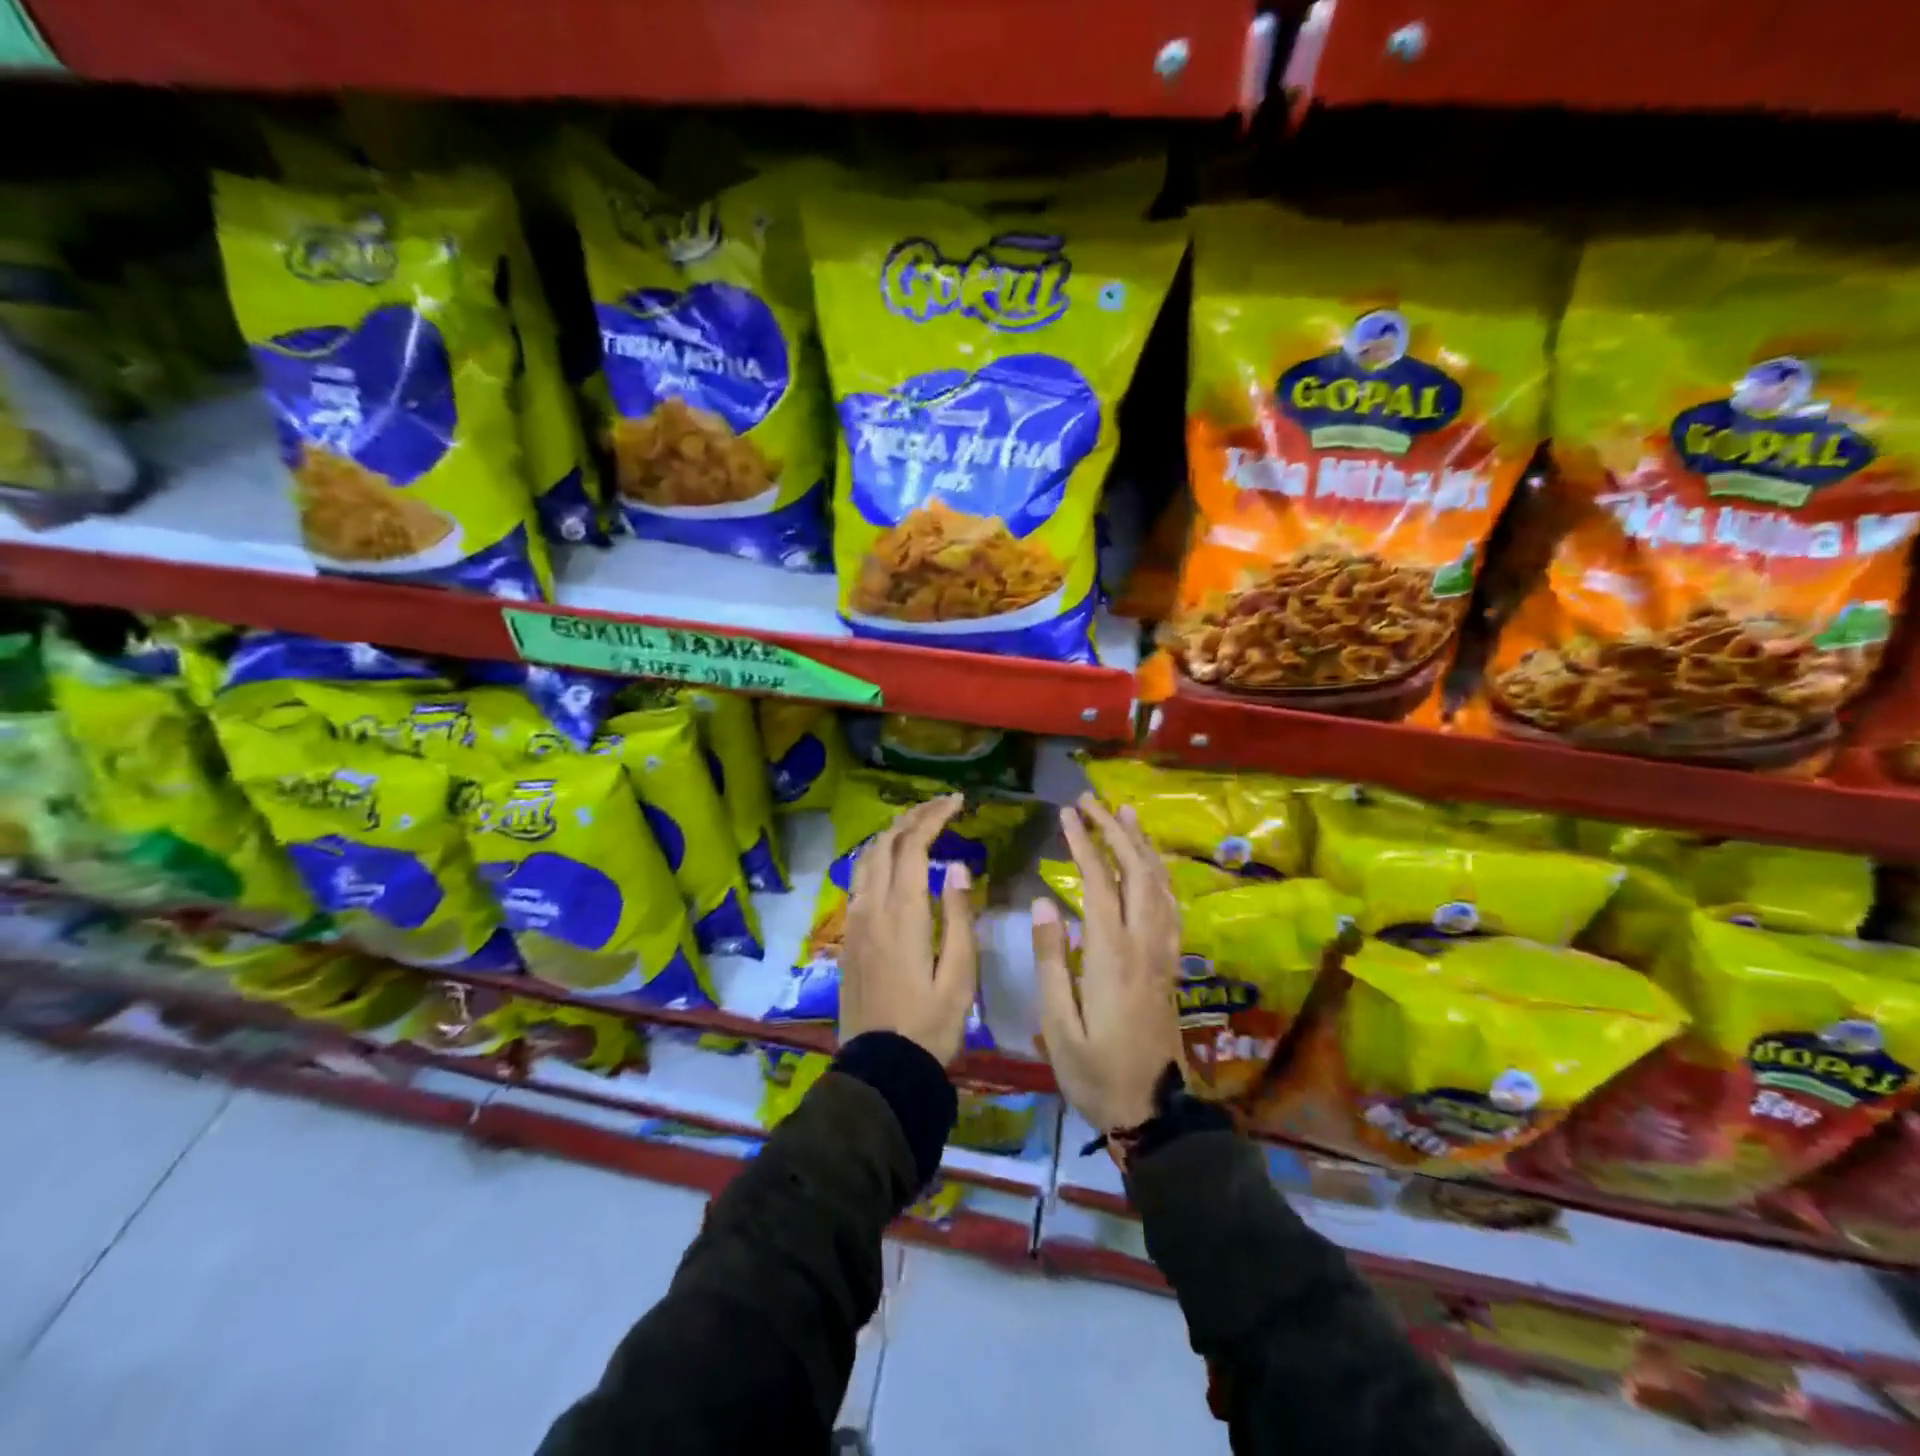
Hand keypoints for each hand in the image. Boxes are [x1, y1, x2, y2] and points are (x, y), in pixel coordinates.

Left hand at [839, 794, 979, 1065]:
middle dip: (913, 817)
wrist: (882, 1068)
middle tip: (942, 806)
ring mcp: (854, 921)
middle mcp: (872, 908)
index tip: (958, 801)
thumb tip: (957, 867)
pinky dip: (877, 857)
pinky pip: (858, 880)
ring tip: (918, 825)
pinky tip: (892, 862)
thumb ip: (959, 916)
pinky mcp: (848, 936)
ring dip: (891, 834)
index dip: (934, 817)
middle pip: (885, 844)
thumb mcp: (960, 975)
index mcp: (903, 914)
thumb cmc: (931, 1025)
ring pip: (865, 859)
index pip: (913, 846)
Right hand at [1032, 794, 1183, 1132]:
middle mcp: (1144, 943)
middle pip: (1136, 872)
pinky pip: (1171, 906)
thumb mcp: (1059, 1023)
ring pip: (1159, 885)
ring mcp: (1163, 952)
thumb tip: (1044, 901)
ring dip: (1141, 846)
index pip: (1099, 882)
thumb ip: (1051, 959)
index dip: (1083, 843)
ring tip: (1125, 815)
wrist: (1152, 1112)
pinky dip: (1160, 875)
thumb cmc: (1095, 1071)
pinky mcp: (1170, 964)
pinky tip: (1150, 865)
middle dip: (1113, 831)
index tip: (1065, 814)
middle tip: (1091, 801)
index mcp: (1113, 955)